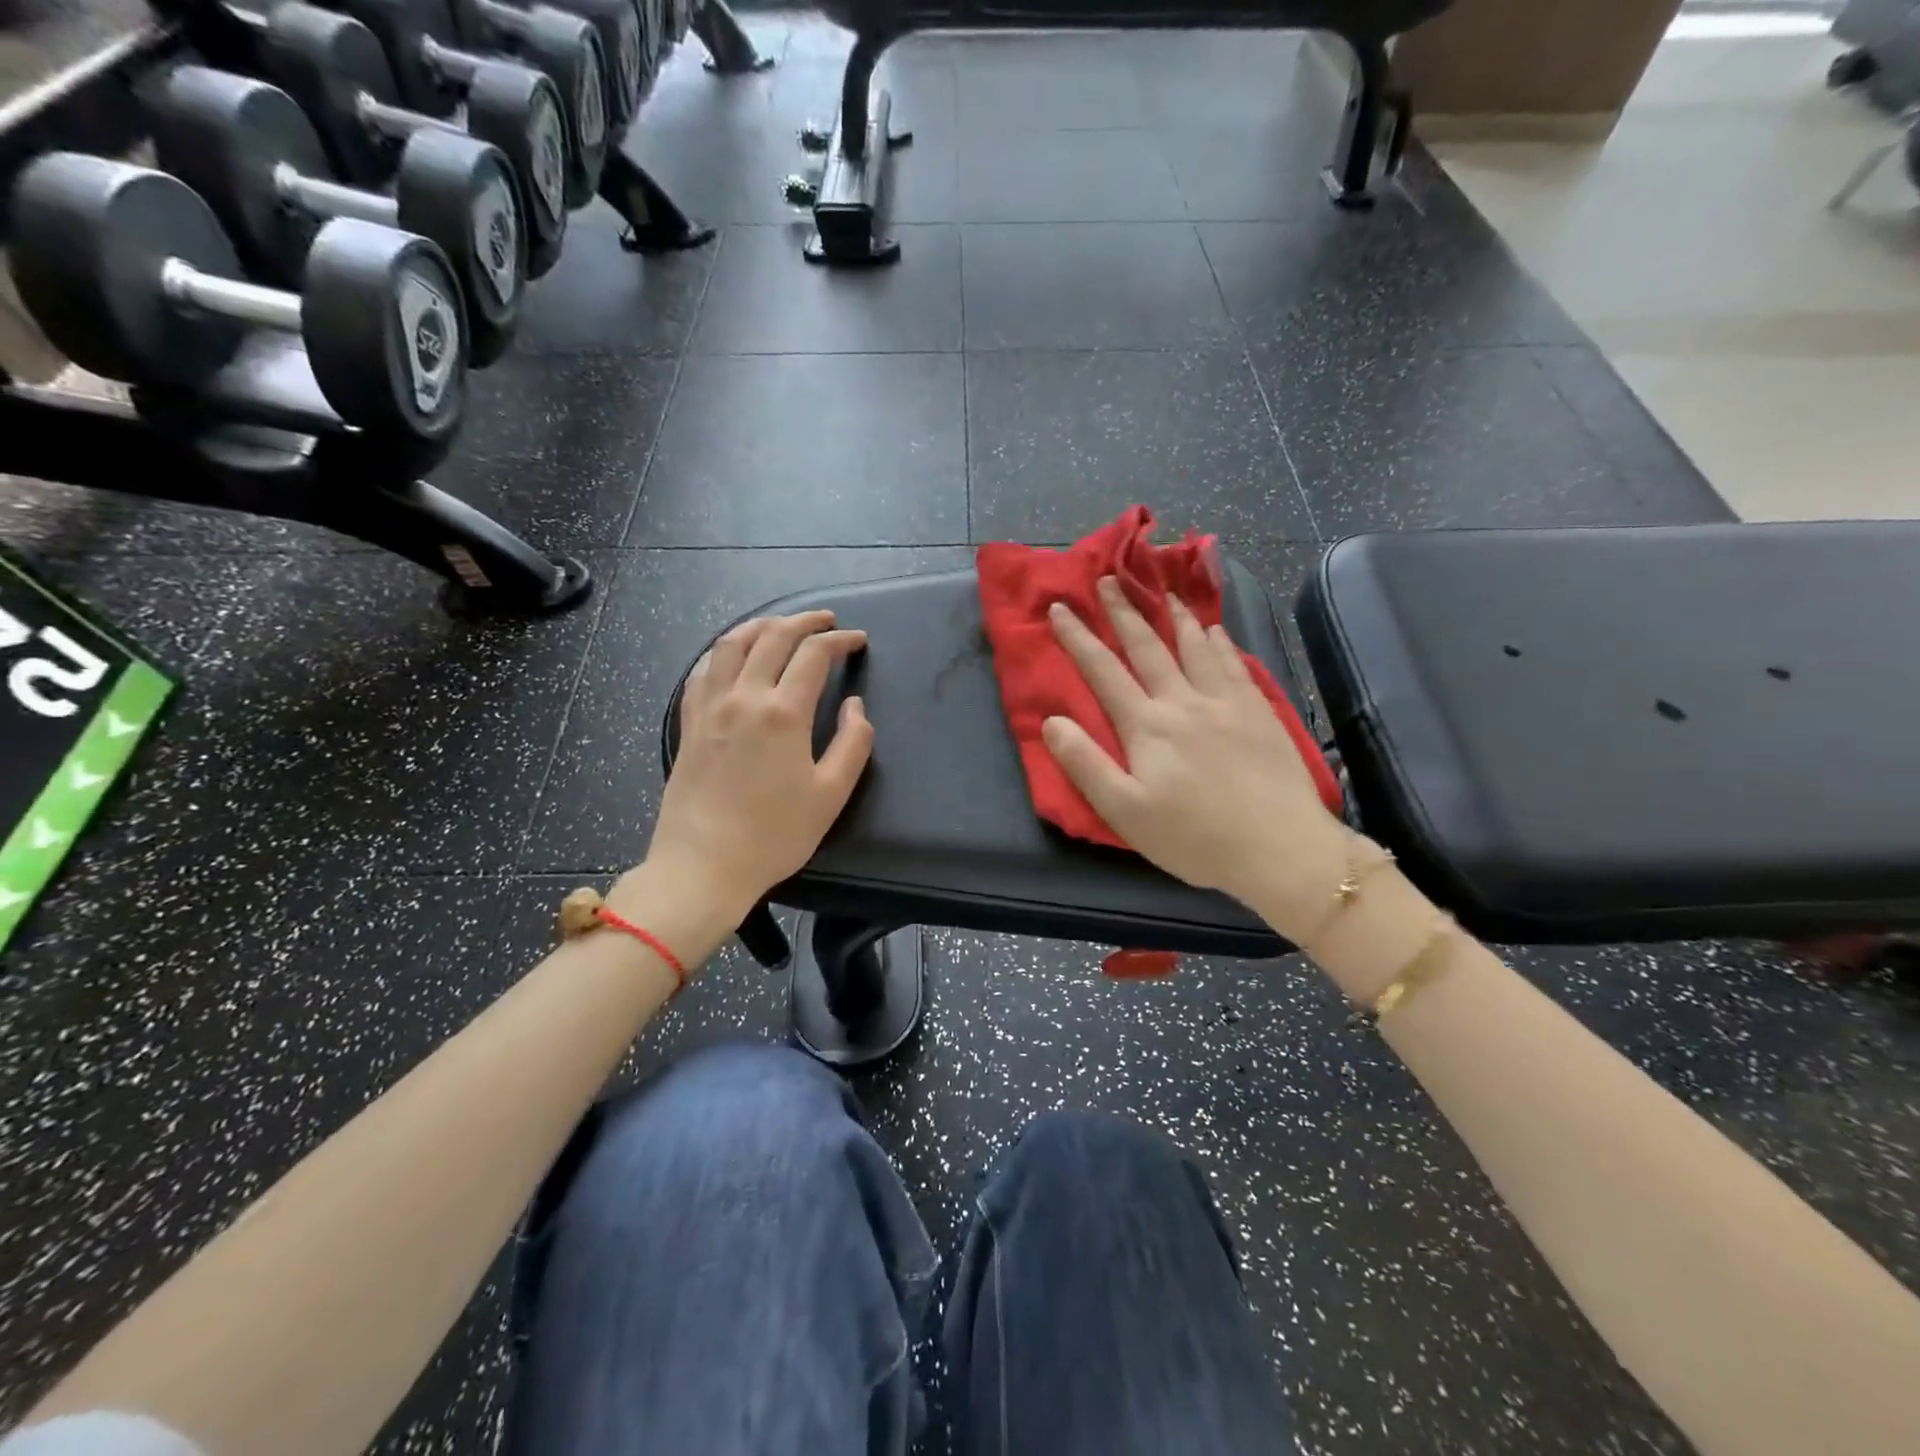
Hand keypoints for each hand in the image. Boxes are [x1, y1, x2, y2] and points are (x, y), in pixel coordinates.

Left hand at [641, 611, 872, 927]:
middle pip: (772, 637)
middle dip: (804, 622)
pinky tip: (732, 657)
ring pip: (730, 645)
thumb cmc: (774, 835)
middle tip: (826, 621)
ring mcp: (709, 707)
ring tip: (779, 625)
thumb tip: (853, 705)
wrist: (703, 865)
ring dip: (760, 625)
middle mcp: (743, 697)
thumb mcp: (831, 794)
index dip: (839, 641)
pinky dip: (722, 652)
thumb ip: (852, 743)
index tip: (857, 641)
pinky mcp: (689, 723)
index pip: (813, 655)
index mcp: (783, 713)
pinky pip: (702, 671)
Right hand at [1042, 578, 1349, 935]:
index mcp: (1147, 726)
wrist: (1279, 848)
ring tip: (1163, 590)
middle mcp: (1184, 701)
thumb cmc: (1194, 837)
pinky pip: (1234, 663)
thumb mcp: (1124, 812)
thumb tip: (1052, 721)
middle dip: (1124, 610)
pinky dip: (1219, 641)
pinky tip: (1215, 630)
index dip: (1078, 637)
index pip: (1103, 671)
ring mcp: (1226, 702)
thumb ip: (1085, 764)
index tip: (1060, 607)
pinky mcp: (1259, 711)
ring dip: (1174, 615)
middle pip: (1148, 647)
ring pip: (1195, 646)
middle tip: (1109, 578)